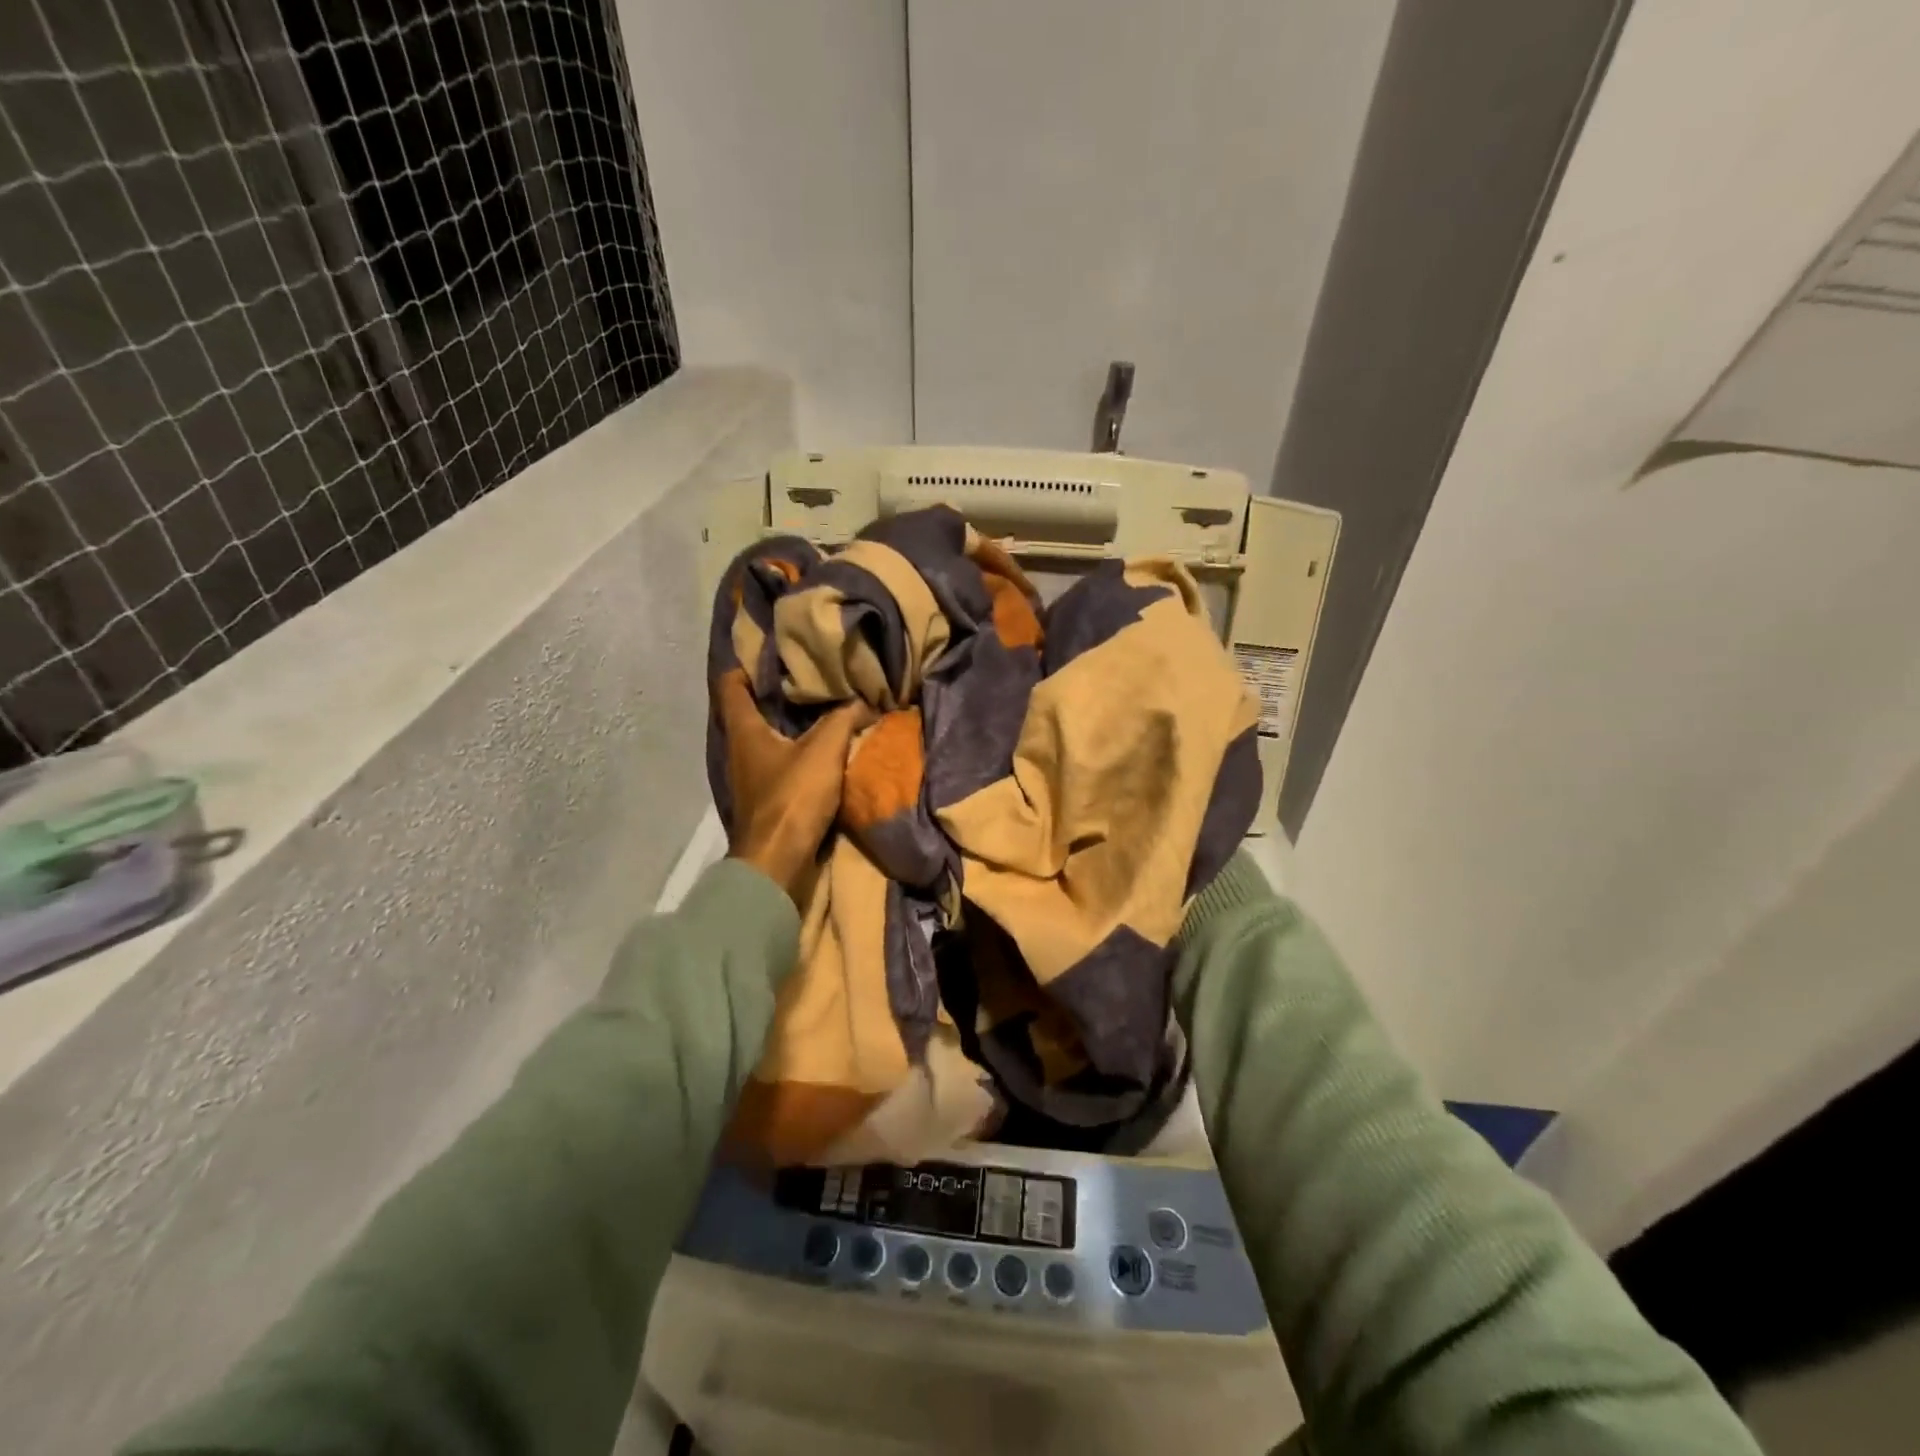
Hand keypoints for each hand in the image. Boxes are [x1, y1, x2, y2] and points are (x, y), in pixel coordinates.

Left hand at [713, 670, 872, 900]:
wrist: (778, 863)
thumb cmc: (791, 798)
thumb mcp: (823, 750)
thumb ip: (844, 719)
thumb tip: (864, 702)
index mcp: (743, 730)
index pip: (731, 684)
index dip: (746, 664)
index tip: (773, 651)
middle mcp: (740, 750)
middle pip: (751, 710)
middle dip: (776, 692)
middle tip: (809, 675)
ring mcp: (751, 777)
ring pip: (768, 738)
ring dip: (791, 725)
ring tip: (823, 708)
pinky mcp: (767, 799)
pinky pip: (782, 764)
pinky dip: (799, 752)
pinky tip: (824, 750)